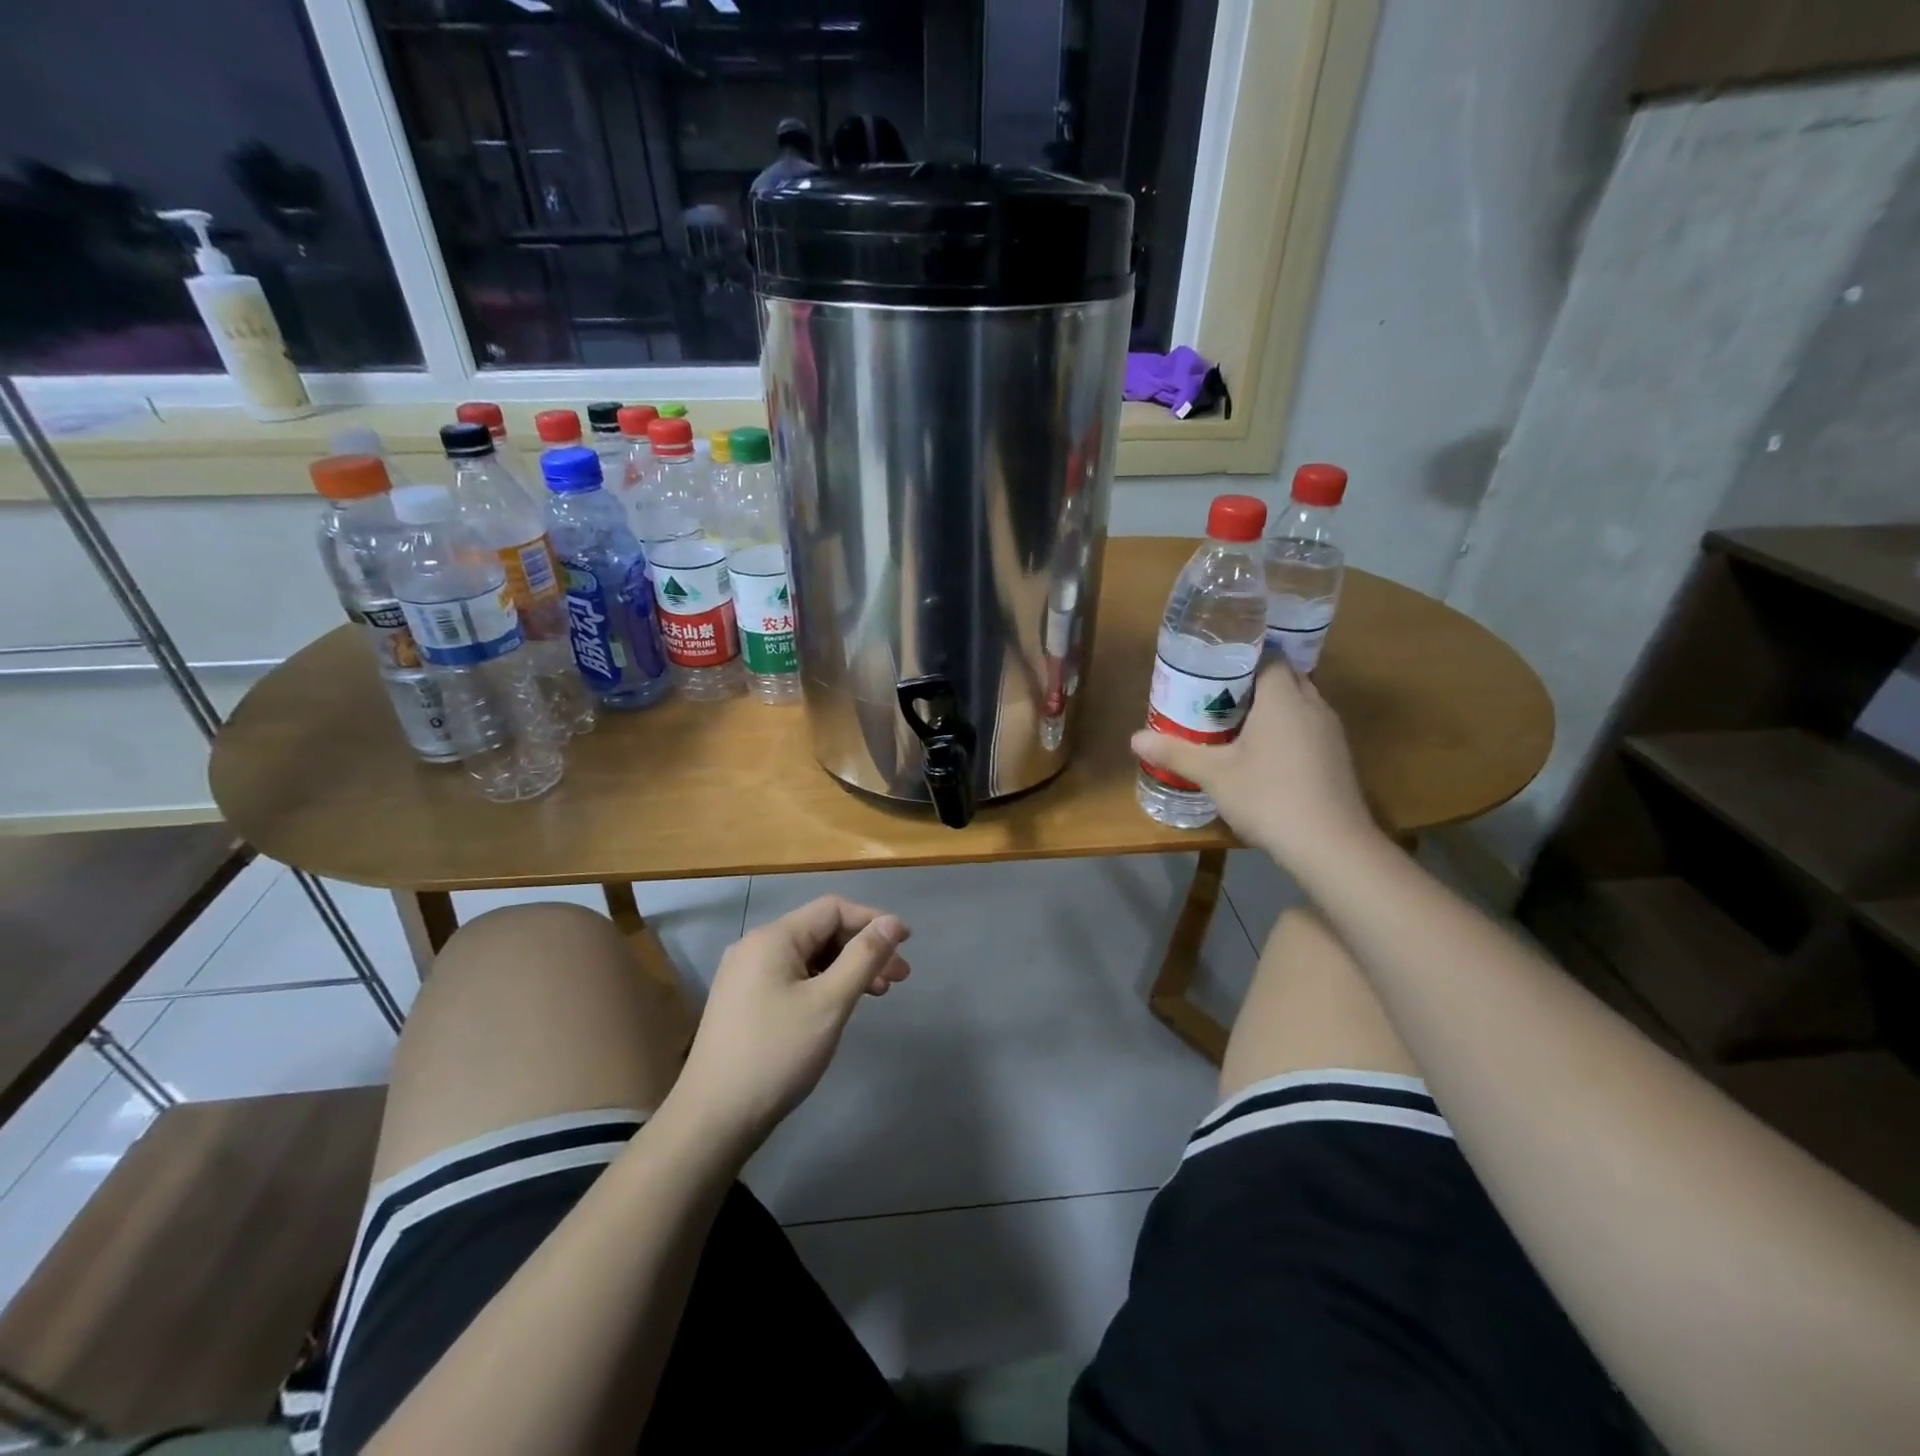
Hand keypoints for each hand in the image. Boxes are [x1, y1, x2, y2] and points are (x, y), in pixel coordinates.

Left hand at [674, 896, 910, 1151]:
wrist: (713, 1119)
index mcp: (773, 938)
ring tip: (878, 994)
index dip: (873, 920)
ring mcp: (746, 975)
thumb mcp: (829, 1003)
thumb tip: (892, 922)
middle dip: (863, 948)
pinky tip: (840, 1006)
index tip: (906, 943)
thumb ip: (864, 957)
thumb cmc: (777, 1055)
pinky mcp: (743, 1002)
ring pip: (809, 957)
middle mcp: (756, 947)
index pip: (833, 909)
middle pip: (821, 931)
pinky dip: (823, 984)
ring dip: (847, 968)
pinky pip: (793, 977)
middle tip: (899, 978)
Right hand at [1132, 660, 1378, 870]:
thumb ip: (1176, 753)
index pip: (1269, 655)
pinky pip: (1308, 728)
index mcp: (1283, 697)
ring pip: (1299, 703)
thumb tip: (1135, 738)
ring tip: (1234, 722)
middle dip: (1253, 681)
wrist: (1331, 846)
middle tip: (1216, 695)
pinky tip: (1263, 755)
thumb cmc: (1269, 797)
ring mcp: (1330, 732)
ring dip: (1271, 707)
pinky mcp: (1337, 758)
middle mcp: (1313, 705)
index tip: (1213, 668)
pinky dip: (1286, 730)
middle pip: (1285, 676)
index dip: (1242, 656)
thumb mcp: (1214, 775)